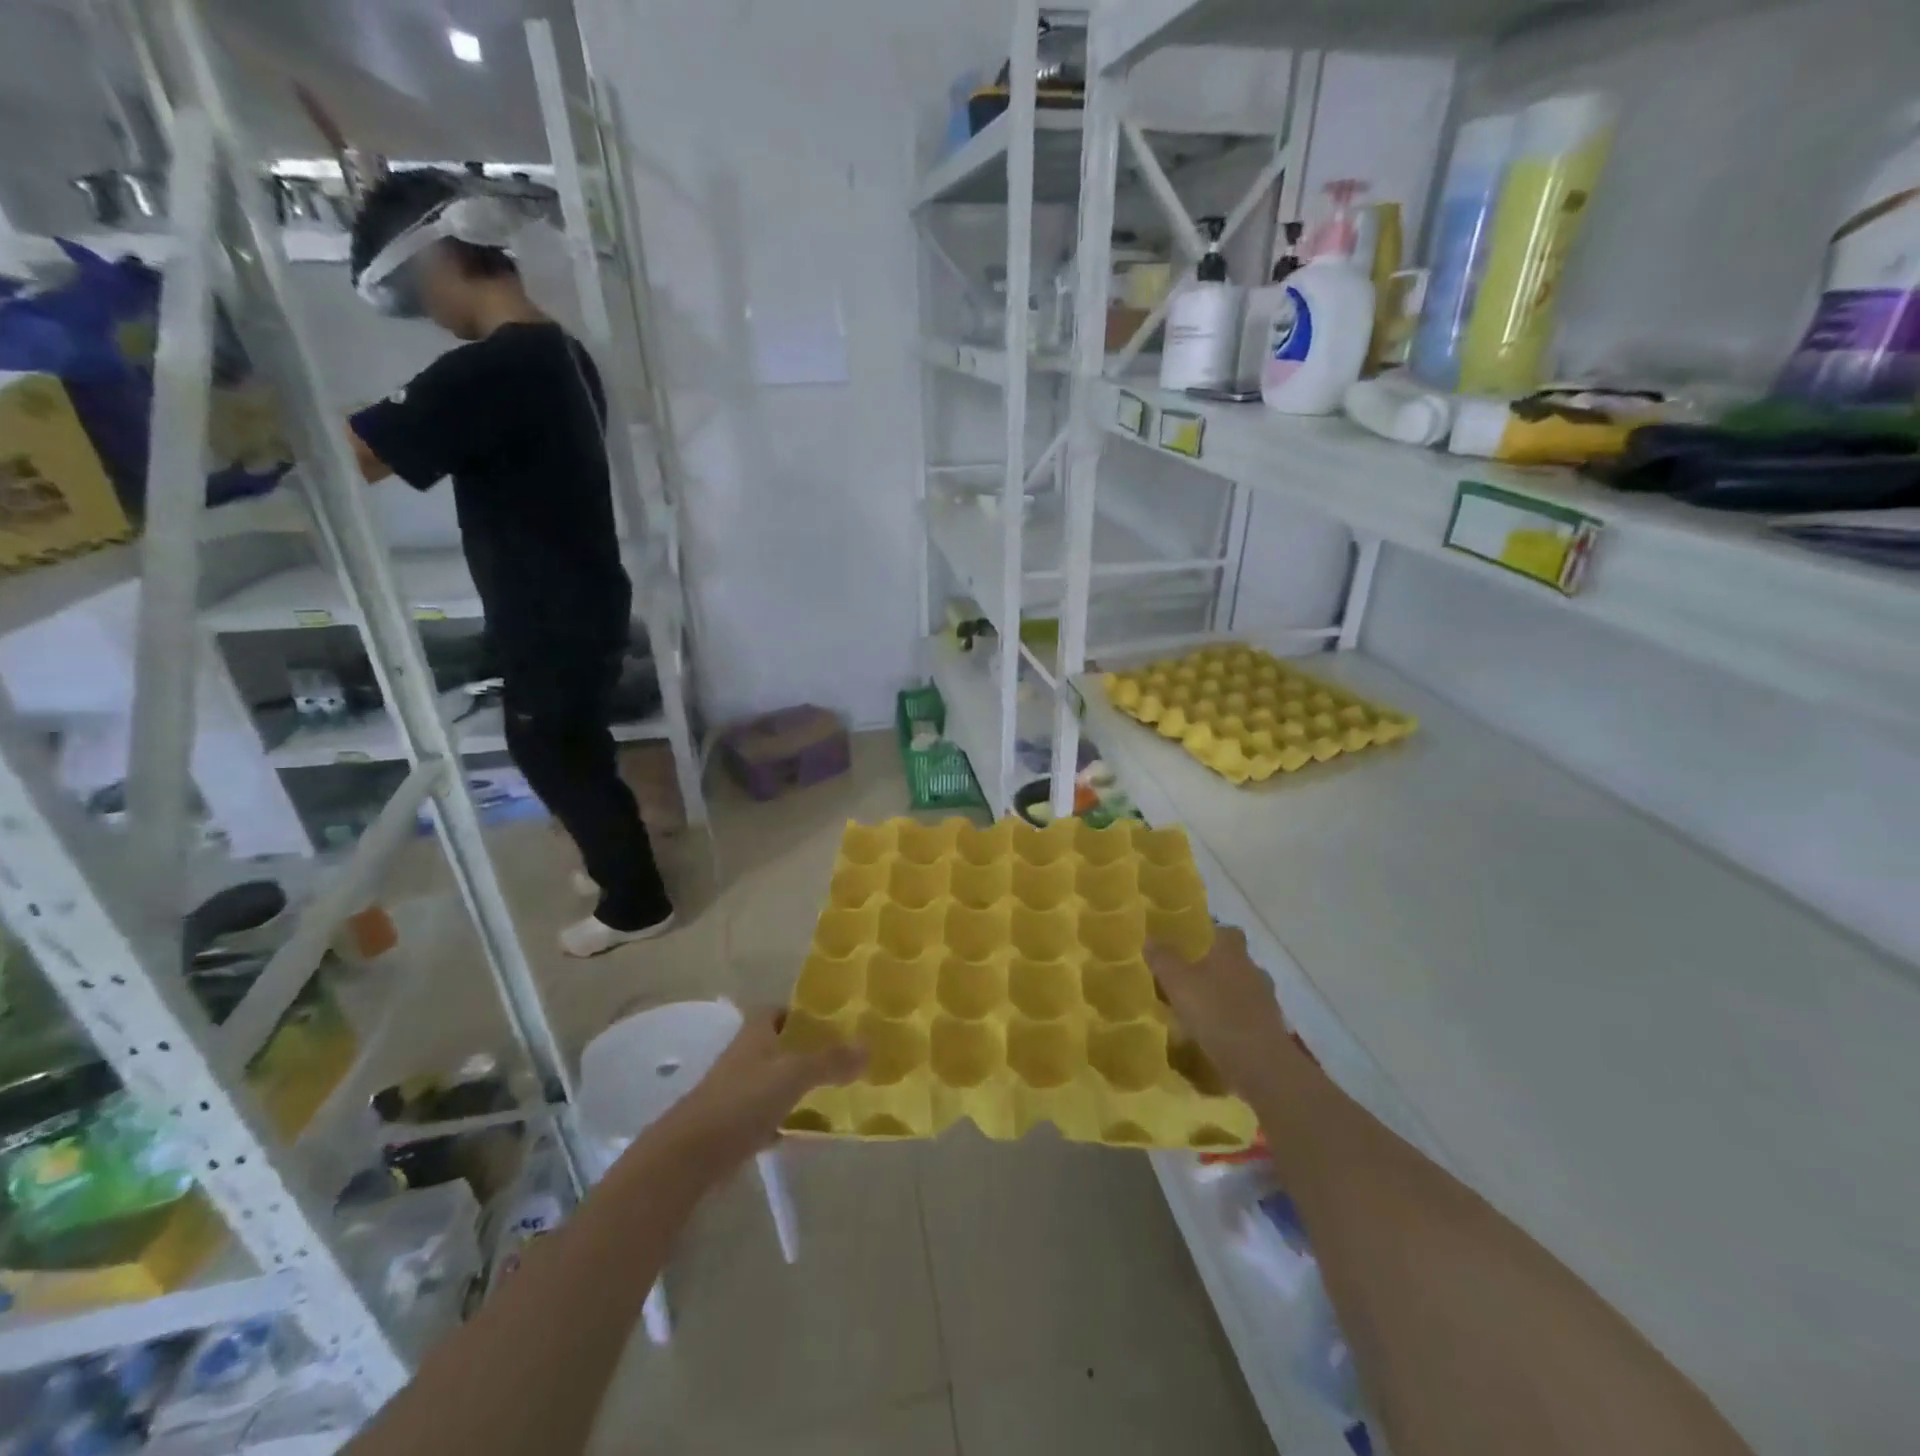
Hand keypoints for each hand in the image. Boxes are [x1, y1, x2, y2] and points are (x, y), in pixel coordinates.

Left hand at [653, 1009, 865, 1173]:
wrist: (690, 1156)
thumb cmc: (741, 1101)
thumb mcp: (793, 1075)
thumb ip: (830, 1061)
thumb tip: (869, 1046)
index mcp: (755, 1035)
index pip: (778, 1011)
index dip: (802, 1012)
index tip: (833, 1020)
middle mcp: (745, 1058)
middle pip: (780, 1046)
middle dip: (808, 1051)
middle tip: (845, 1056)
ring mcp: (738, 1093)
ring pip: (776, 1082)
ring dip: (801, 1086)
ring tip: (838, 1091)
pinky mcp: (735, 1127)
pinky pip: (770, 1117)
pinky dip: (789, 1121)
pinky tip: (812, 1130)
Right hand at [1147, 927, 1302, 1100]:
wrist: (1259, 1063)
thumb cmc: (1215, 1012)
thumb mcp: (1177, 982)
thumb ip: (1162, 959)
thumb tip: (1150, 938)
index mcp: (1232, 953)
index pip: (1227, 931)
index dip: (1211, 933)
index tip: (1192, 942)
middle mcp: (1253, 970)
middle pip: (1234, 961)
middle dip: (1214, 967)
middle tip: (1188, 977)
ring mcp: (1265, 1001)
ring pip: (1241, 990)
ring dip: (1224, 996)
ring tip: (1198, 1009)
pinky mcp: (1270, 1029)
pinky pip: (1247, 1017)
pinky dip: (1232, 1021)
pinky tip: (1213, 1034)